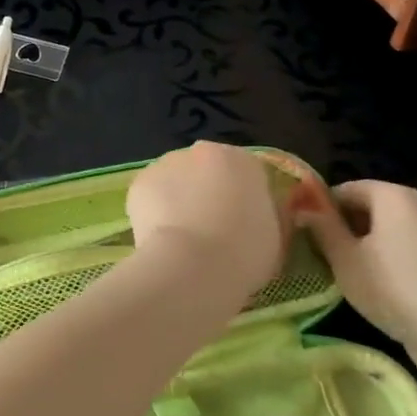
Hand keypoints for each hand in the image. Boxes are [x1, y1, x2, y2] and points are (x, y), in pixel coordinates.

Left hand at [127, 143, 286, 295]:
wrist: (192, 264)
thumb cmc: (244, 253)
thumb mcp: (276, 235)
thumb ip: (268, 213)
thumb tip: (260, 209)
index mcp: (243, 160)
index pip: (246, 174)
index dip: (243, 200)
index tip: (241, 226)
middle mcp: (204, 151)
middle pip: (207, 171)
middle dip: (207, 193)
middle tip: (210, 231)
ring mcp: (168, 162)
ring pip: (176, 180)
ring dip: (179, 198)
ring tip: (182, 237)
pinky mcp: (141, 181)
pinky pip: (151, 195)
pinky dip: (154, 210)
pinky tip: (160, 236)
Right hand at [297, 180, 416, 393]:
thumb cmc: (392, 287)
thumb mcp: (344, 258)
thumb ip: (321, 226)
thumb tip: (302, 206)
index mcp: (392, 194)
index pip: (344, 189)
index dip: (321, 210)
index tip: (307, 236)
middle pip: (368, 206)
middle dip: (344, 227)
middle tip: (324, 256)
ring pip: (387, 228)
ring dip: (365, 244)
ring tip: (349, 274)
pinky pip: (407, 246)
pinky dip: (389, 258)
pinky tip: (381, 286)